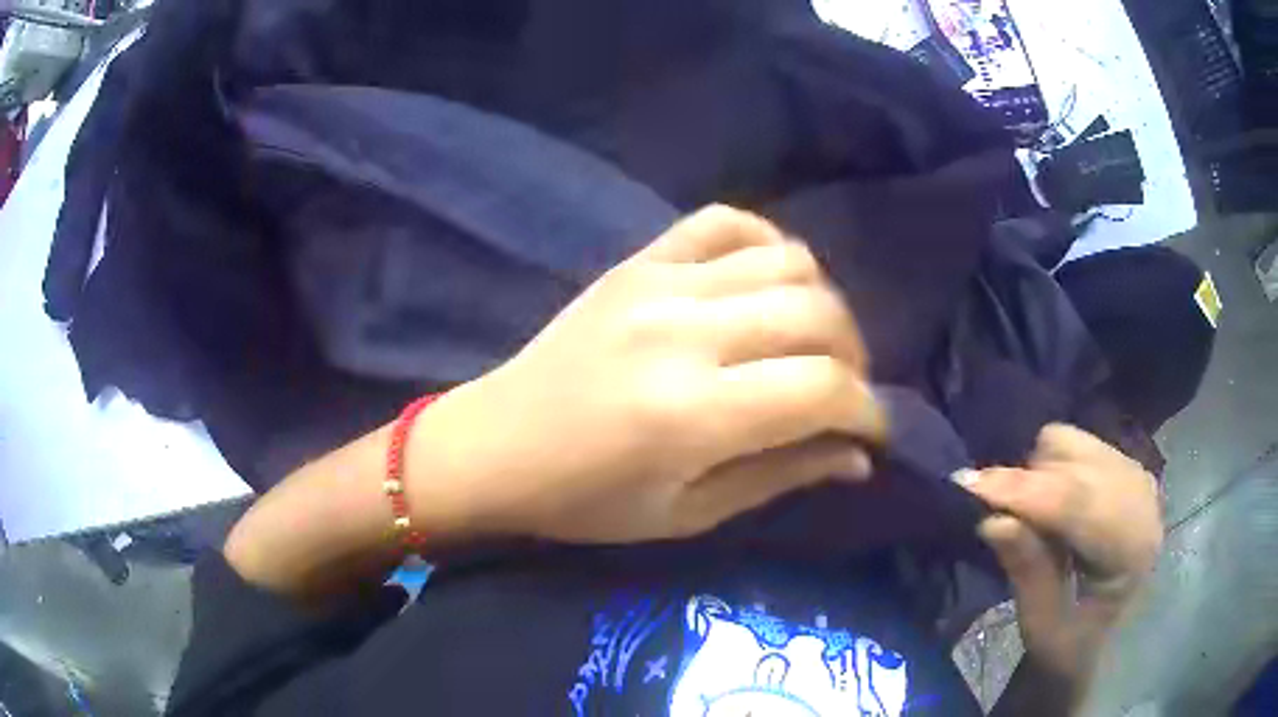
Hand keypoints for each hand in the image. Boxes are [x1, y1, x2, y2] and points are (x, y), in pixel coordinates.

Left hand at [411, 205, 884, 544]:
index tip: (871, 431)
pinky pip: (726, 221)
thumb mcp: (687, 514)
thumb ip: (780, 477)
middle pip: (819, 314)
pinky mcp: (639, 260)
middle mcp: (684, 333)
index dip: (867, 411)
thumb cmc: (585, 500)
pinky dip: (767, 244)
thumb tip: (858, 456)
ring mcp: (659, 282)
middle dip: (854, 357)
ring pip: (788, 260)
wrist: (496, 444)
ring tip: (810, 343)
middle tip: (843, 392)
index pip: (823, 389)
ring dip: (822, 303)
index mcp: (692, 414)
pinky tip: (767, 283)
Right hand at [962, 424, 1162, 680]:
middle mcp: (1142, 499)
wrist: (1105, 643)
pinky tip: (1048, 506)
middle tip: (989, 508)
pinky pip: (1077, 446)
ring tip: (1027, 517)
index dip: (1022, 490)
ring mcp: (1136, 477)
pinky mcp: (1125, 468)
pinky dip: (1050, 468)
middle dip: (1027, 482)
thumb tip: (993, 519)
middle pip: (1075, 462)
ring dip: (1038, 474)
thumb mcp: (1042, 625)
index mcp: (1132, 547)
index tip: (967, 484)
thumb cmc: (1071, 645)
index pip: (1076, 502)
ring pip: (1074, 445)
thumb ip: (1027, 572)